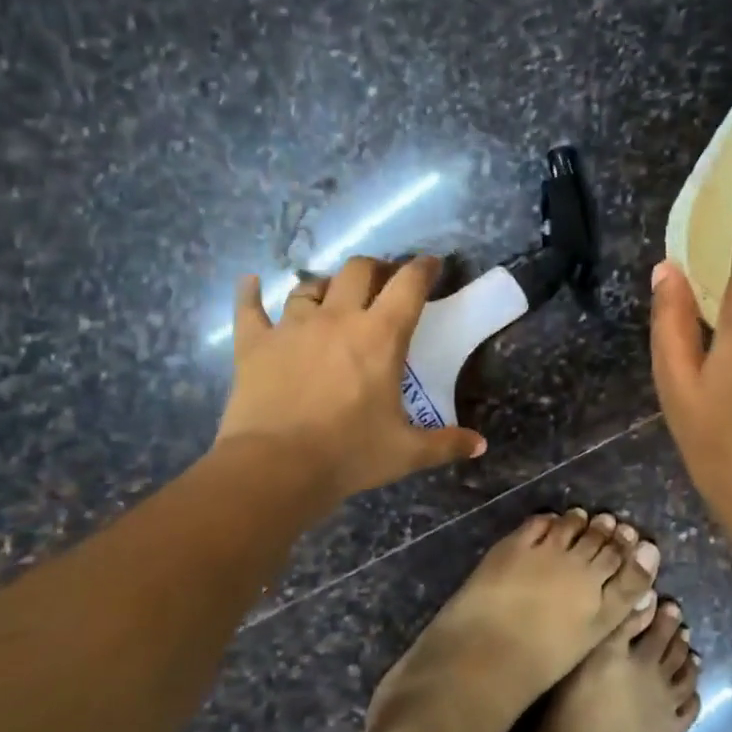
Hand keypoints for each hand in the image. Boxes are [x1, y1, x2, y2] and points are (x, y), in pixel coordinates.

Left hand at [219, 255, 485, 504]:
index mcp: (380, 337)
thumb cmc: (349, 454)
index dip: (422, 269)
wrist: (276, 467)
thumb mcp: (406, 452)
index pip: (408, 286)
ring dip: (325, 286)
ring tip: (330, 296)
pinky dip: (250, 293)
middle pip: (358, 271)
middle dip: (375, 269)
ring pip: (309, 288)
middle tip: (383, 282)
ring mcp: (292, 327)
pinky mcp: (254, 344)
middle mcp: (337, 319)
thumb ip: (446, 444)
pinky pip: (250, 308)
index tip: (430, 264)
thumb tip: (480, 446)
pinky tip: (251, 283)